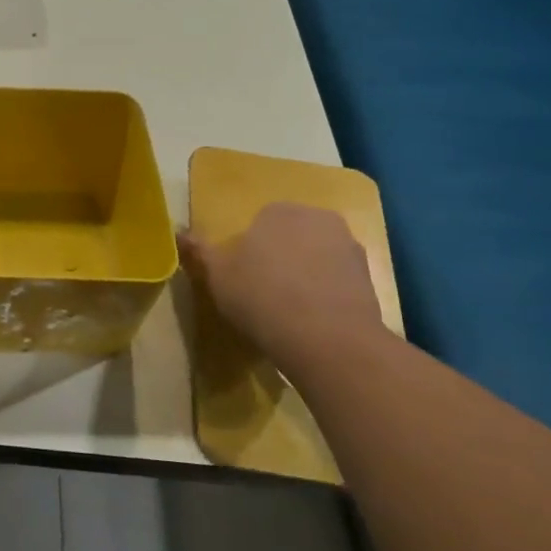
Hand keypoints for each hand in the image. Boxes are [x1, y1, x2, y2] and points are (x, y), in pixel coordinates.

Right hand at [178, 203, 384, 371]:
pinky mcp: (371, 279)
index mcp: (278, 210)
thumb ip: (199, 251)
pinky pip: (337, 280)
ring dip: (306, 274)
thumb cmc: (262, 297)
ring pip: (316, 256)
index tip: (242, 277)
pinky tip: (313, 320)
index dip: (249, 250)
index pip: (259, 222)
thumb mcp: (217, 275)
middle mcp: (317, 218)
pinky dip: (326, 293)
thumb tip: (179, 232)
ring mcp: (349, 247)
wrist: (328, 340)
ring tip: (290, 310)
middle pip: (291, 235)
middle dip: (280, 256)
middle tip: (263, 292)